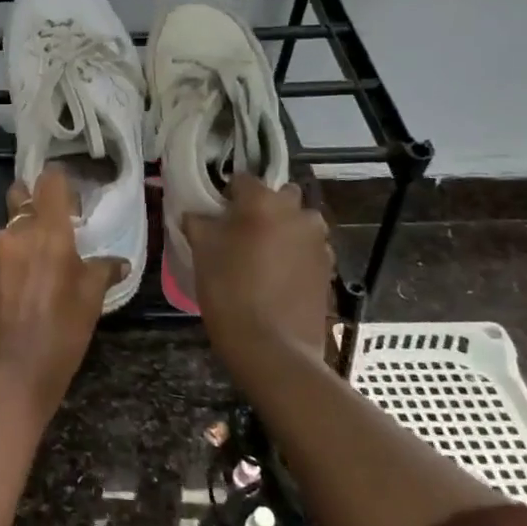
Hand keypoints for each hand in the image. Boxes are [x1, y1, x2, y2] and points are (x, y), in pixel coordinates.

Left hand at [0, 166, 119, 423]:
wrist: (9, 377)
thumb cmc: (60, 337)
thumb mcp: (90, 302)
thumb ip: (102, 270)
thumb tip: (117, 261)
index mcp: (48, 232)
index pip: (50, 181)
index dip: (61, 181)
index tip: (74, 194)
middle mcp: (17, 232)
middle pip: (23, 196)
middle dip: (38, 201)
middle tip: (60, 222)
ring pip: (13, 224)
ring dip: (28, 231)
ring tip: (48, 259)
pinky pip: (4, 248)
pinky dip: (17, 253)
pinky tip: (31, 278)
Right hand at [184, 175, 334, 366]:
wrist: (272, 346)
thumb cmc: (228, 289)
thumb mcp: (201, 250)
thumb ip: (198, 221)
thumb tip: (197, 213)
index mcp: (262, 201)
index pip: (242, 179)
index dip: (227, 195)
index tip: (217, 214)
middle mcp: (296, 212)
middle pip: (280, 196)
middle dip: (265, 207)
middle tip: (243, 232)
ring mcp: (318, 240)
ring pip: (299, 222)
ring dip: (285, 230)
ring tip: (264, 256)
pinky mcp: (329, 267)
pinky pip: (310, 248)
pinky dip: (297, 254)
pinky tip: (280, 277)